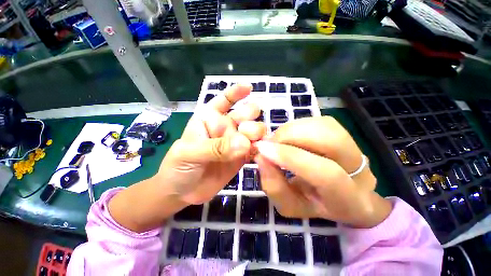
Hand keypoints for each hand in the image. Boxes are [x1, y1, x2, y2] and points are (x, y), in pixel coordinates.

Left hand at [155, 84, 265, 203]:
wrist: (182, 191)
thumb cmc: (178, 167)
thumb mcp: (190, 154)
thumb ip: (216, 148)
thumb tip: (244, 143)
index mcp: (209, 119)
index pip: (223, 100)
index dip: (236, 92)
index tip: (249, 88)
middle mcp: (225, 128)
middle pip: (244, 115)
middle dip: (250, 117)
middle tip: (248, 131)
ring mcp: (235, 143)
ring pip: (253, 132)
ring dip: (258, 134)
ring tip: (256, 142)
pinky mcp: (242, 157)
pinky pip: (254, 149)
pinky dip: (260, 148)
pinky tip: (262, 150)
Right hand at [254, 116, 391, 227]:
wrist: (338, 195)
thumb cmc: (313, 204)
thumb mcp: (289, 205)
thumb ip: (273, 185)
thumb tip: (261, 156)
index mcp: (349, 200)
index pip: (325, 174)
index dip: (290, 157)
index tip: (262, 149)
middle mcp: (360, 171)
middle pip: (331, 140)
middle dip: (291, 136)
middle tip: (269, 142)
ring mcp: (357, 148)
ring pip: (326, 126)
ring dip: (292, 129)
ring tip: (277, 140)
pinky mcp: (346, 133)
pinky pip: (320, 121)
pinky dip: (298, 125)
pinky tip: (289, 136)